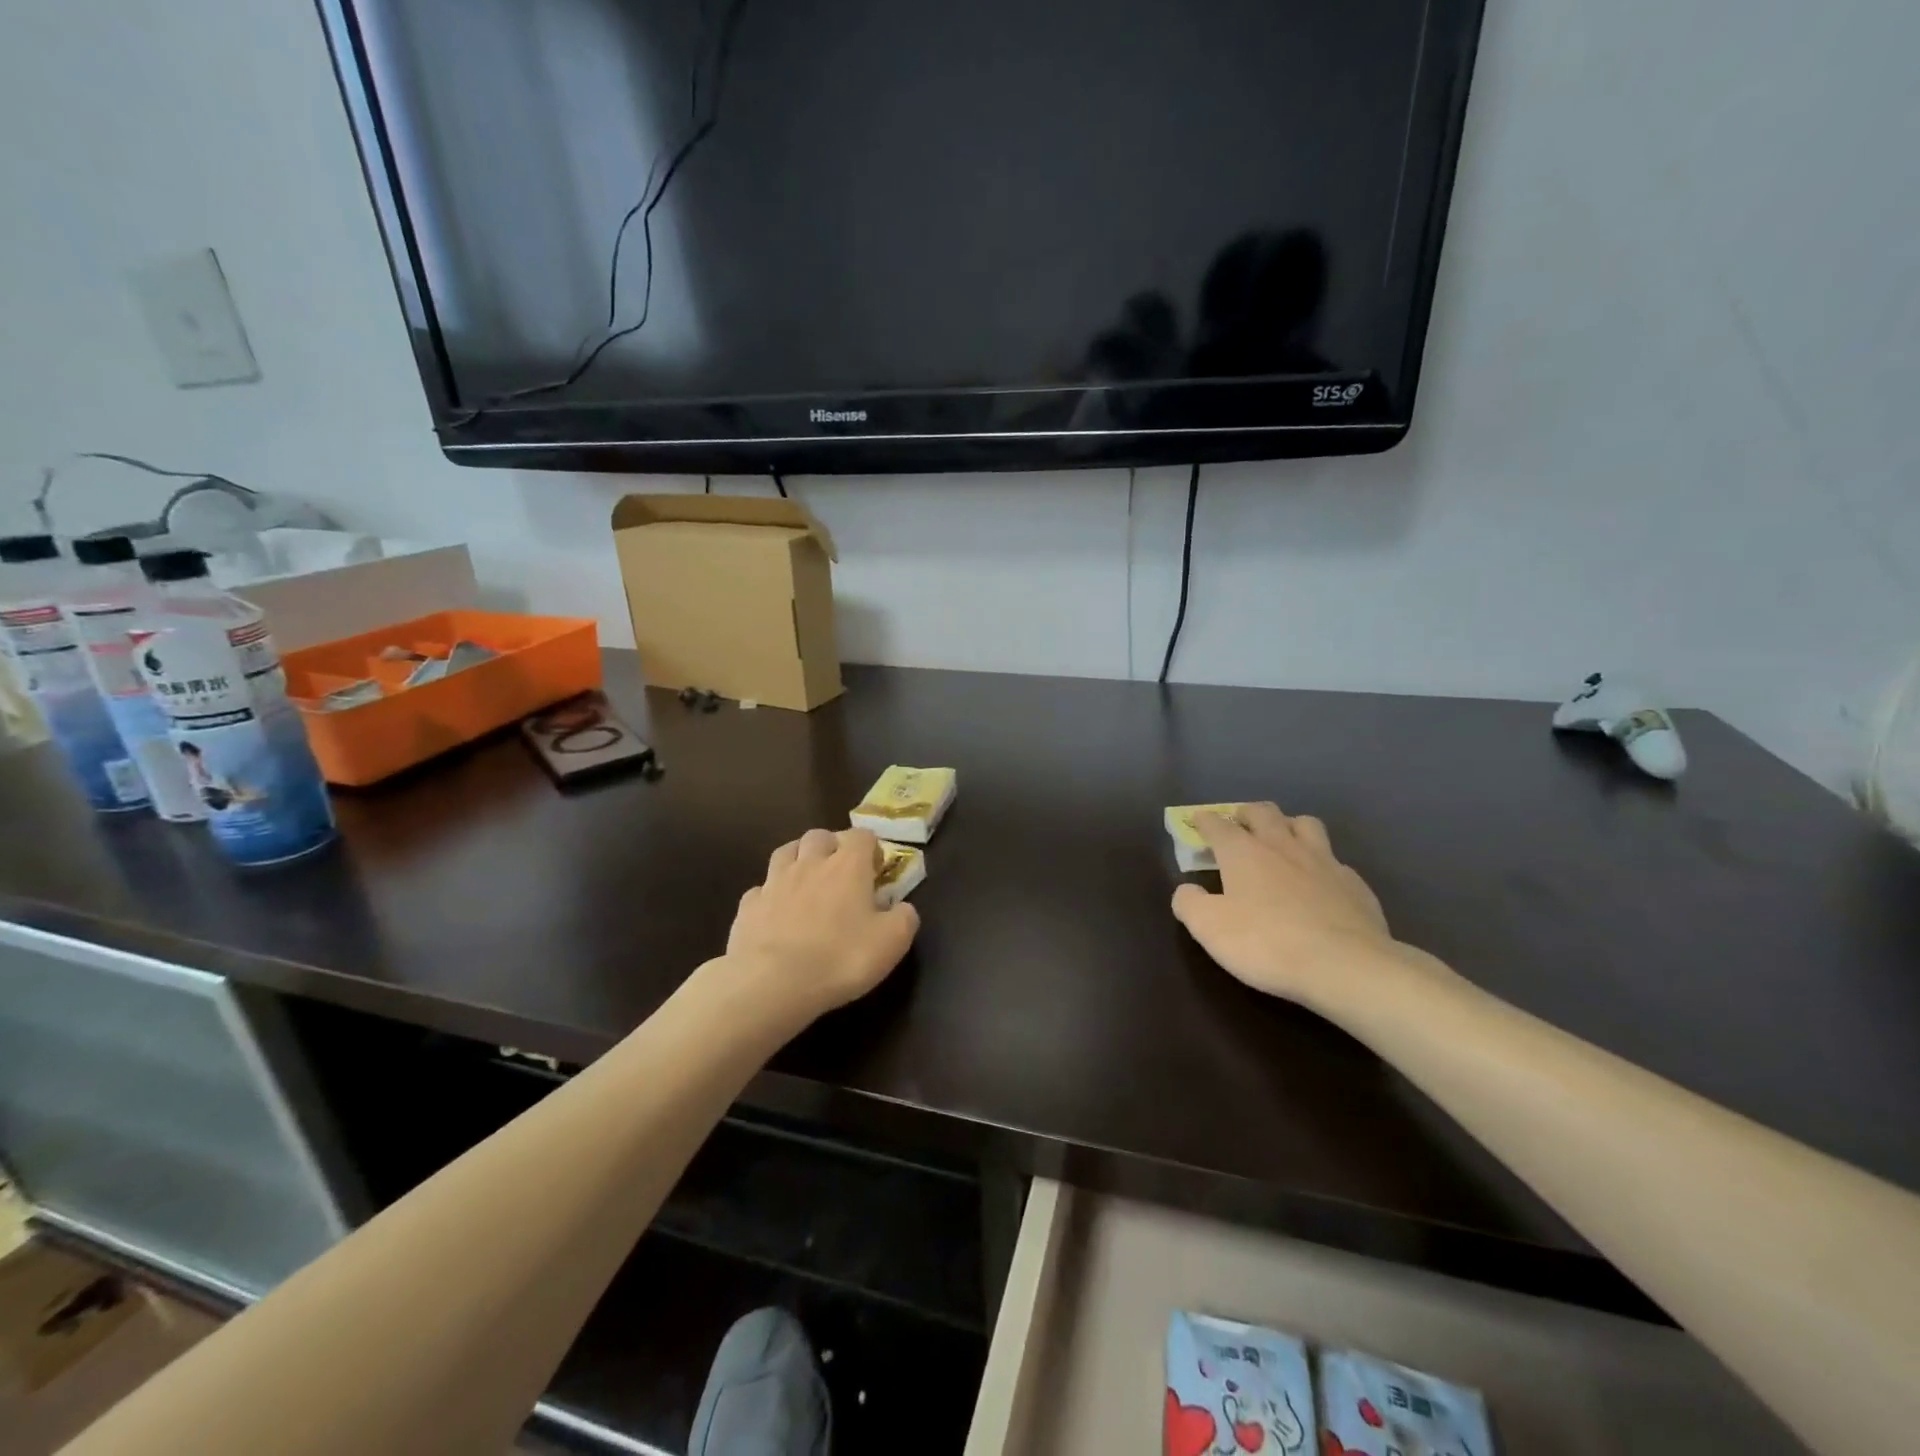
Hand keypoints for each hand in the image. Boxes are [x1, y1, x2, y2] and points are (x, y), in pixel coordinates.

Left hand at [726, 827, 919, 1019]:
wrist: (773, 982)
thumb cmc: (841, 958)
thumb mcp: (892, 942)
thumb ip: (904, 918)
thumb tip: (903, 908)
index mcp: (848, 866)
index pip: (862, 835)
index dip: (871, 848)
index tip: (876, 870)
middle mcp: (810, 863)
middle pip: (819, 835)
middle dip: (831, 846)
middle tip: (840, 871)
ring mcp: (774, 882)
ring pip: (785, 852)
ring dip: (798, 859)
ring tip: (806, 881)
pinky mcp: (748, 906)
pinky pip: (761, 889)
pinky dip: (771, 895)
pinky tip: (776, 913)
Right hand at [1171, 803, 1404, 1007]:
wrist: (1346, 966)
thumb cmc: (1267, 943)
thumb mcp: (1209, 928)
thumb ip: (1189, 903)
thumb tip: (1187, 890)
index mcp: (1243, 852)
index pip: (1218, 825)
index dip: (1205, 821)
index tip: (1198, 821)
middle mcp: (1282, 845)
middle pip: (1263, 812)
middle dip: (1246, 813)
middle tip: (1239, 823)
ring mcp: (1323, 861)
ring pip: (1305, 824)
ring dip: (1288, 825)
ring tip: (1282, 840)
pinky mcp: (1354, 884)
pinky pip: (1334, 860)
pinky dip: (1320, 862)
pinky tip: (1319, 881)